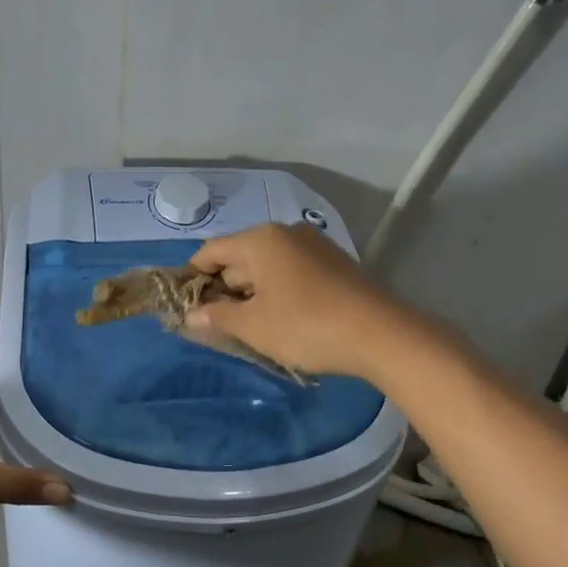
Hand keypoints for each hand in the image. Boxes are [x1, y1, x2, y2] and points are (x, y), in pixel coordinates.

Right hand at [187, 223, 404, 379]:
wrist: (380, 333)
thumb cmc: (305, 325)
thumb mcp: (254, 326)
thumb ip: (218, 317)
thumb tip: (191, 316)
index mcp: (260, 240)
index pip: (212, 251)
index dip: (194, 277)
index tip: (186, 305)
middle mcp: (285, 233)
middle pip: (240, 256)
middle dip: (224, 287)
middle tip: (216, 322)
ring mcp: (313, 245)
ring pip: (268, 265)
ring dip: (252, 291)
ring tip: (248, 324)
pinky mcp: (334, 263)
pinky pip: (292, 270)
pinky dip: (278, 289)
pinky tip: (281, 317)